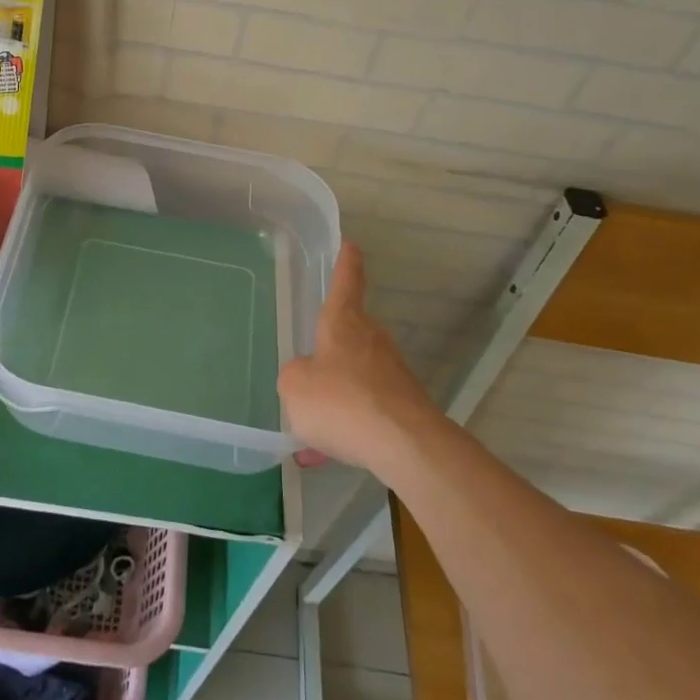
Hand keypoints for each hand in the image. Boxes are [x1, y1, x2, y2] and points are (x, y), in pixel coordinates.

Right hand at [279, 245, 441, 473]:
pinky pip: (365, 408)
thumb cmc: (342, 402)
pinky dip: (347, 424)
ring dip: (335, 393)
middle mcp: (372, 339)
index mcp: (343, 323)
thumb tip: (307, 377)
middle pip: (350, 332)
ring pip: (355, 375)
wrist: (406, 446)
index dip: (346, 263)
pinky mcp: (404, 405)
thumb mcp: (294, 386)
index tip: (350, 245)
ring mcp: (392, 372)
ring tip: (311, 426)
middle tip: (310, 361)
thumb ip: (294, 376)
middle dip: (331, 345)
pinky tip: (328, 453)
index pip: (346, 282)